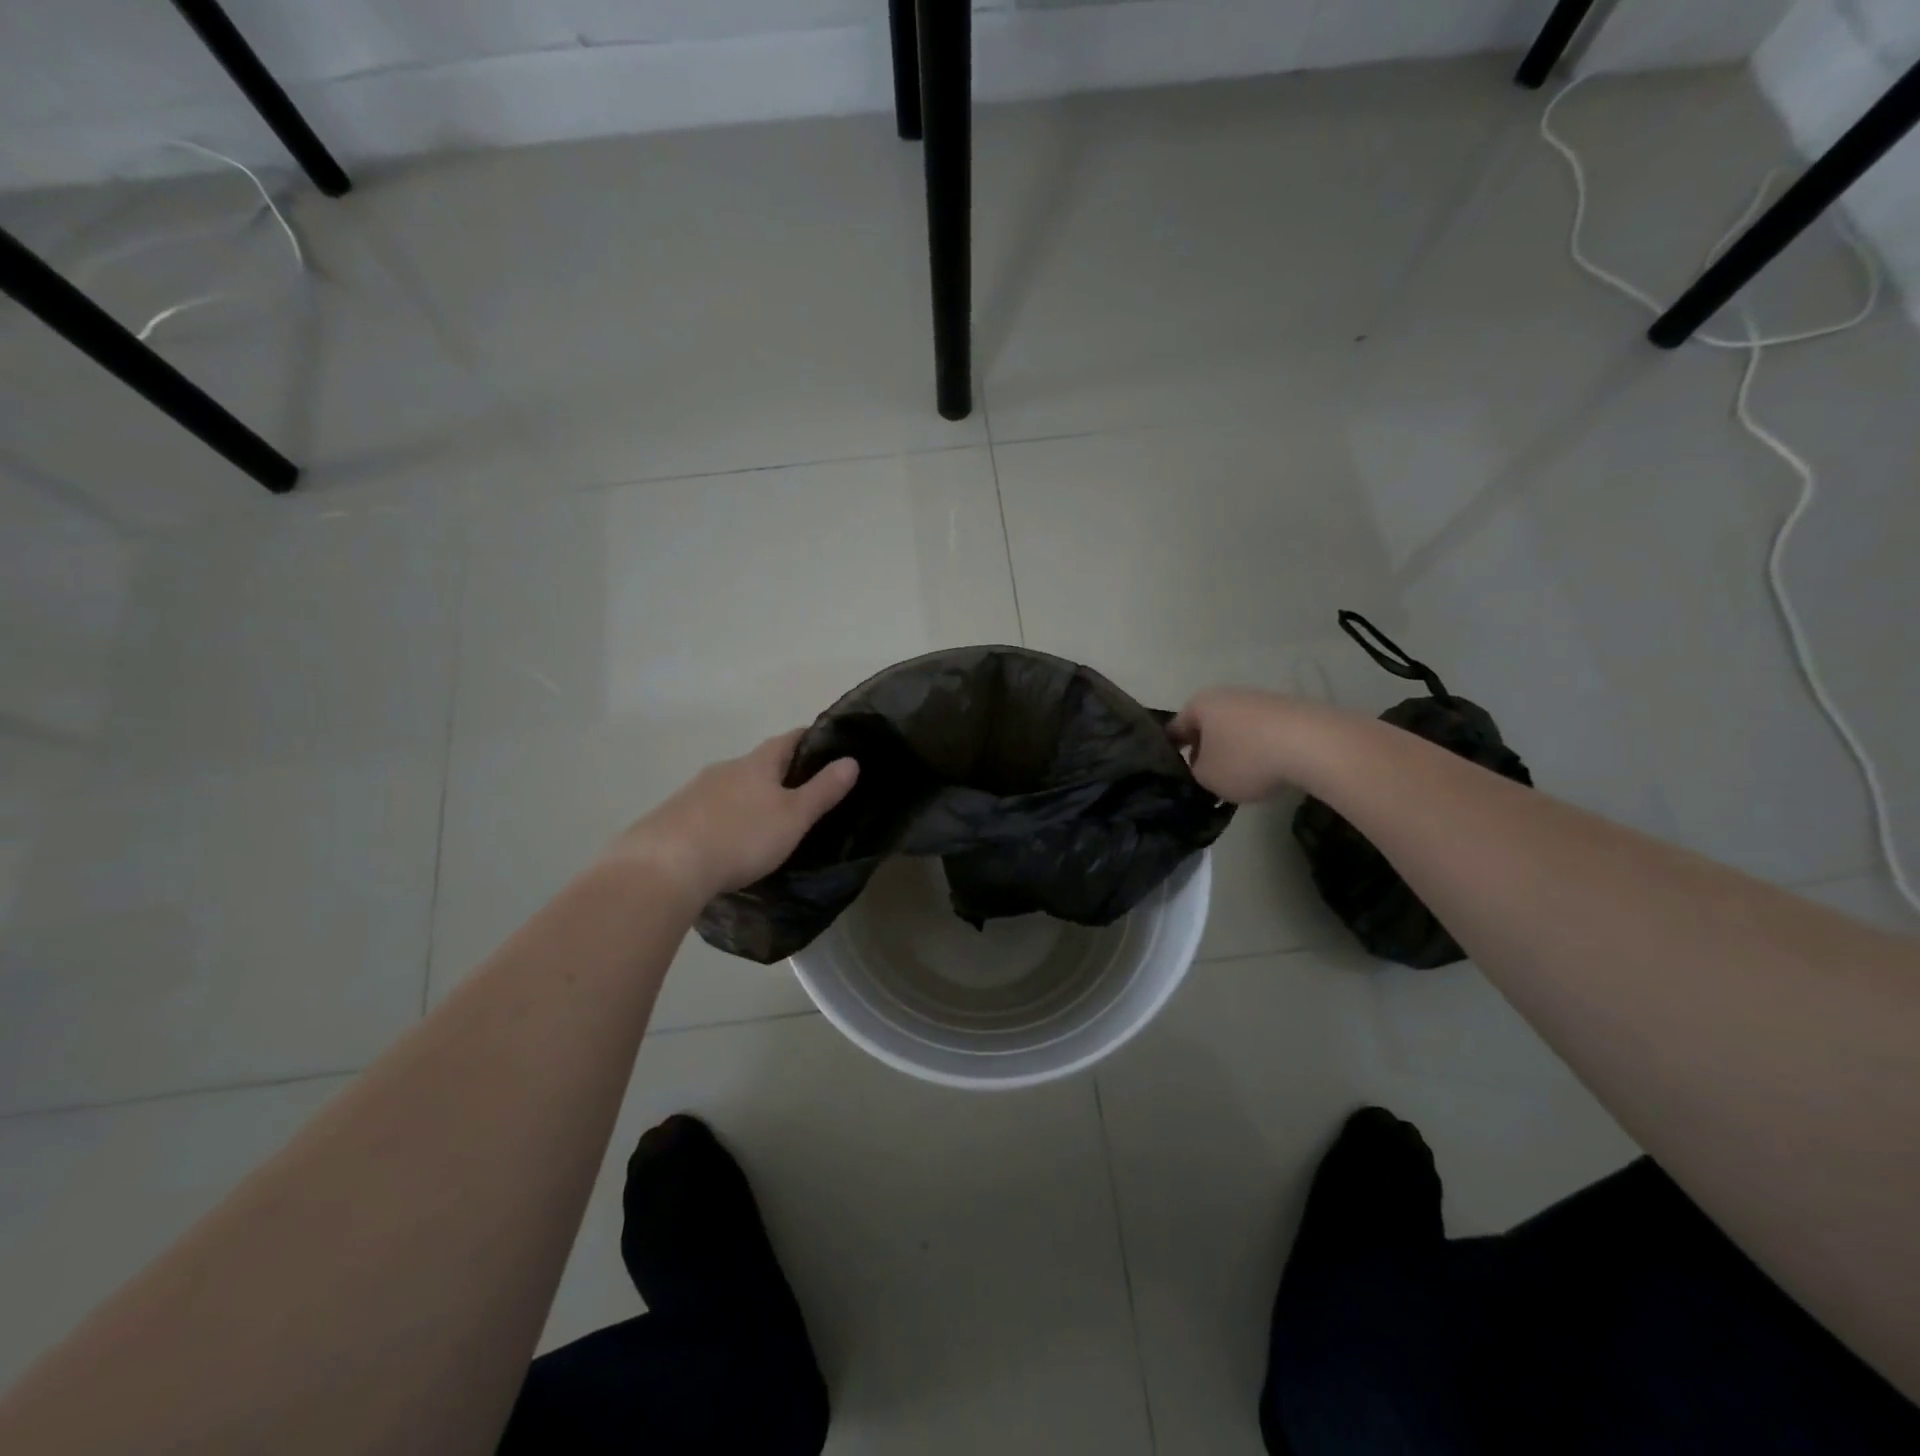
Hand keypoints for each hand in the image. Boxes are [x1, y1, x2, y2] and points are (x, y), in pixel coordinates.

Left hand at [607, 731, 858, 901]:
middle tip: (803, 794)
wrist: (665, 866)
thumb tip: (852, 760)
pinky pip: (709, 810)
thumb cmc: (741, 836)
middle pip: (759, 763)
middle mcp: (725, 768)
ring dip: (750, 797)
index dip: (812, 739)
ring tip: (767, 822)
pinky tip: (729, 841)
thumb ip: (823, 790)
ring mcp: (695, 791)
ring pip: (732, 787)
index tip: (830, 746)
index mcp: (757, 763)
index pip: (789, 739)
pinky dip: (726, 818)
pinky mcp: (673, 816)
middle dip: (781, 774)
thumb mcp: (793, 817)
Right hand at [1170, 688, 1314, 803]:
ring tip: (1241, 780)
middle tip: (1206, 780)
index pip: (1173, 730)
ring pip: (1235, 731)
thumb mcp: (1208, 777)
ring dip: (1234, 752)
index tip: (1174, 776)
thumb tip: (1202, 769)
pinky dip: (1261, 751)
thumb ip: (1195, 774)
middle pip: (1206, 728)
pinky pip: (1263, 734)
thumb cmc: (1247, 758)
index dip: (1170, 754)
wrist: (1314, 744)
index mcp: (1200, 704)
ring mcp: (1260, 700)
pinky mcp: (1288, 711)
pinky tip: (1270, 771)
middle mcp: (1227, 695)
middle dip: (1205, 752)